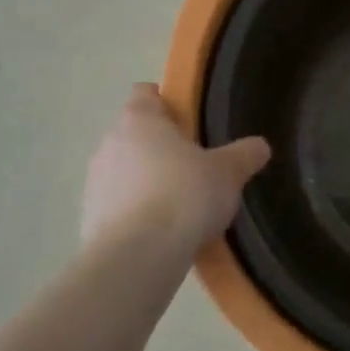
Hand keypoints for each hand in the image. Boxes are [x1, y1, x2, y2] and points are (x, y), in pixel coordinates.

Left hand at [81, 85, 270, 255]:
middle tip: (194, 167)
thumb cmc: (184, 195)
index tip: (189, 123)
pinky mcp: (89, 218)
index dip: (166, 103)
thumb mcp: (228, 173)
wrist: (138, 256)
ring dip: (145, 182)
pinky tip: (160, 234)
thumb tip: (260, 146)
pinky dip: (135, 214)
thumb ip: (245, 155)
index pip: (145, 94)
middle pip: (135, 134)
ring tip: (178, 206)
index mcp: (139, 120)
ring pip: (124, 171)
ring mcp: (94, 182)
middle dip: (160, 148)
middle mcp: (109, 143)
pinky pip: (117, 207)